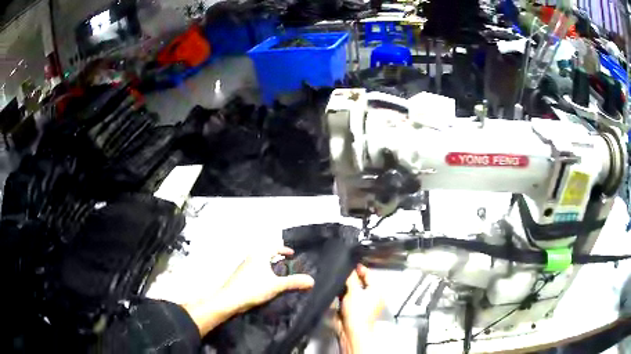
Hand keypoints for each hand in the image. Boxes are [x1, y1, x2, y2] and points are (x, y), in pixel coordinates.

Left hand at [220, 246, 314, 311]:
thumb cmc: (253, 288)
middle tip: (287, 264)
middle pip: (265, 254)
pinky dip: (262, 272)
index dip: (283, 250)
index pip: (273, 247)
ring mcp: (243, 267)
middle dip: (276, 257)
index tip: (292, 254)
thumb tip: (312, 280)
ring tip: (278, 275)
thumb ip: (294, 282)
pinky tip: (265, 283)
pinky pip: (254, 270)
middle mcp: (250, 258)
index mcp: (259, 255)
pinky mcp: (239, 276)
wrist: (230, 300)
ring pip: (259, 262)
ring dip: (268, 266)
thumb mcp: (277, 285)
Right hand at [338, 264, 384, 353]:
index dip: (358, 268)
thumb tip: (350, 269)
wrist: (353, 331)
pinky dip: (343, 296)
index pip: (368, 274)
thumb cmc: (357, 310)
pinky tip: (335, 293)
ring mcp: (364, 304)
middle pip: (361, 282)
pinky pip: (349, 299)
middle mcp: (373, 296)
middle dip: (351, 278)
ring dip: (346, 288)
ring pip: (354, 291)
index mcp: (377, 289)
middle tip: (339, 272)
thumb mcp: (353, 291)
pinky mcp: (356, 311)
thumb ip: (351, 278)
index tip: (347, 263)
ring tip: (336, 281)